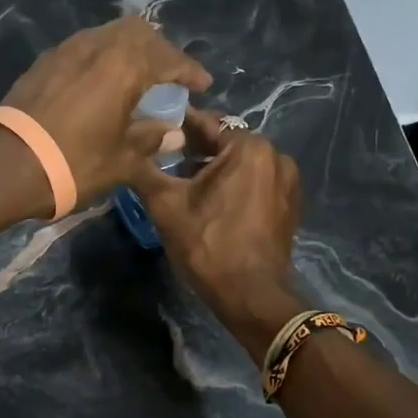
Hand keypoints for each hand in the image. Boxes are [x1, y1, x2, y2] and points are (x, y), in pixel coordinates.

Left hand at [0, 15, 210, 204]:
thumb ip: (151, 140)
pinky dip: (102, 57)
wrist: (8, 164)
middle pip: (138, 31)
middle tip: (169, 75)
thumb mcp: (122, 159)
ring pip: (108, 34)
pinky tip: (102, 82)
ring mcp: (66, 50)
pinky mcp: (44, 62)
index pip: (168, 58)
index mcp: (125, 65)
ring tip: (137, 76)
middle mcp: (98, 46)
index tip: (203, 84)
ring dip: (129, 49)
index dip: (189, 70)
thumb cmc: (74, 162)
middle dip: (159, 49)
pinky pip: (84, 47)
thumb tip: (173, 133)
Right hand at [131, 109, 305, 359]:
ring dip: (213, 168)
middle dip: (194, 149)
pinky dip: (232, 184)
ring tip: (182, 181)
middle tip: (162, 158)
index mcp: (249, 147)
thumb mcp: (166, 204)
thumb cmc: (208, 244)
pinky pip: (254, 181)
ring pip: (240, 163)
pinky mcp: (289, 204)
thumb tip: (129, 148)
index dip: (175, 125)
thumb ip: (146, 168)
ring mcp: (287, 181)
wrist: (250, 295)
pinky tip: (209, 201)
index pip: (205, 122)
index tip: (151, 129)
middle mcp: (276, 155)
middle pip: (224, 142)